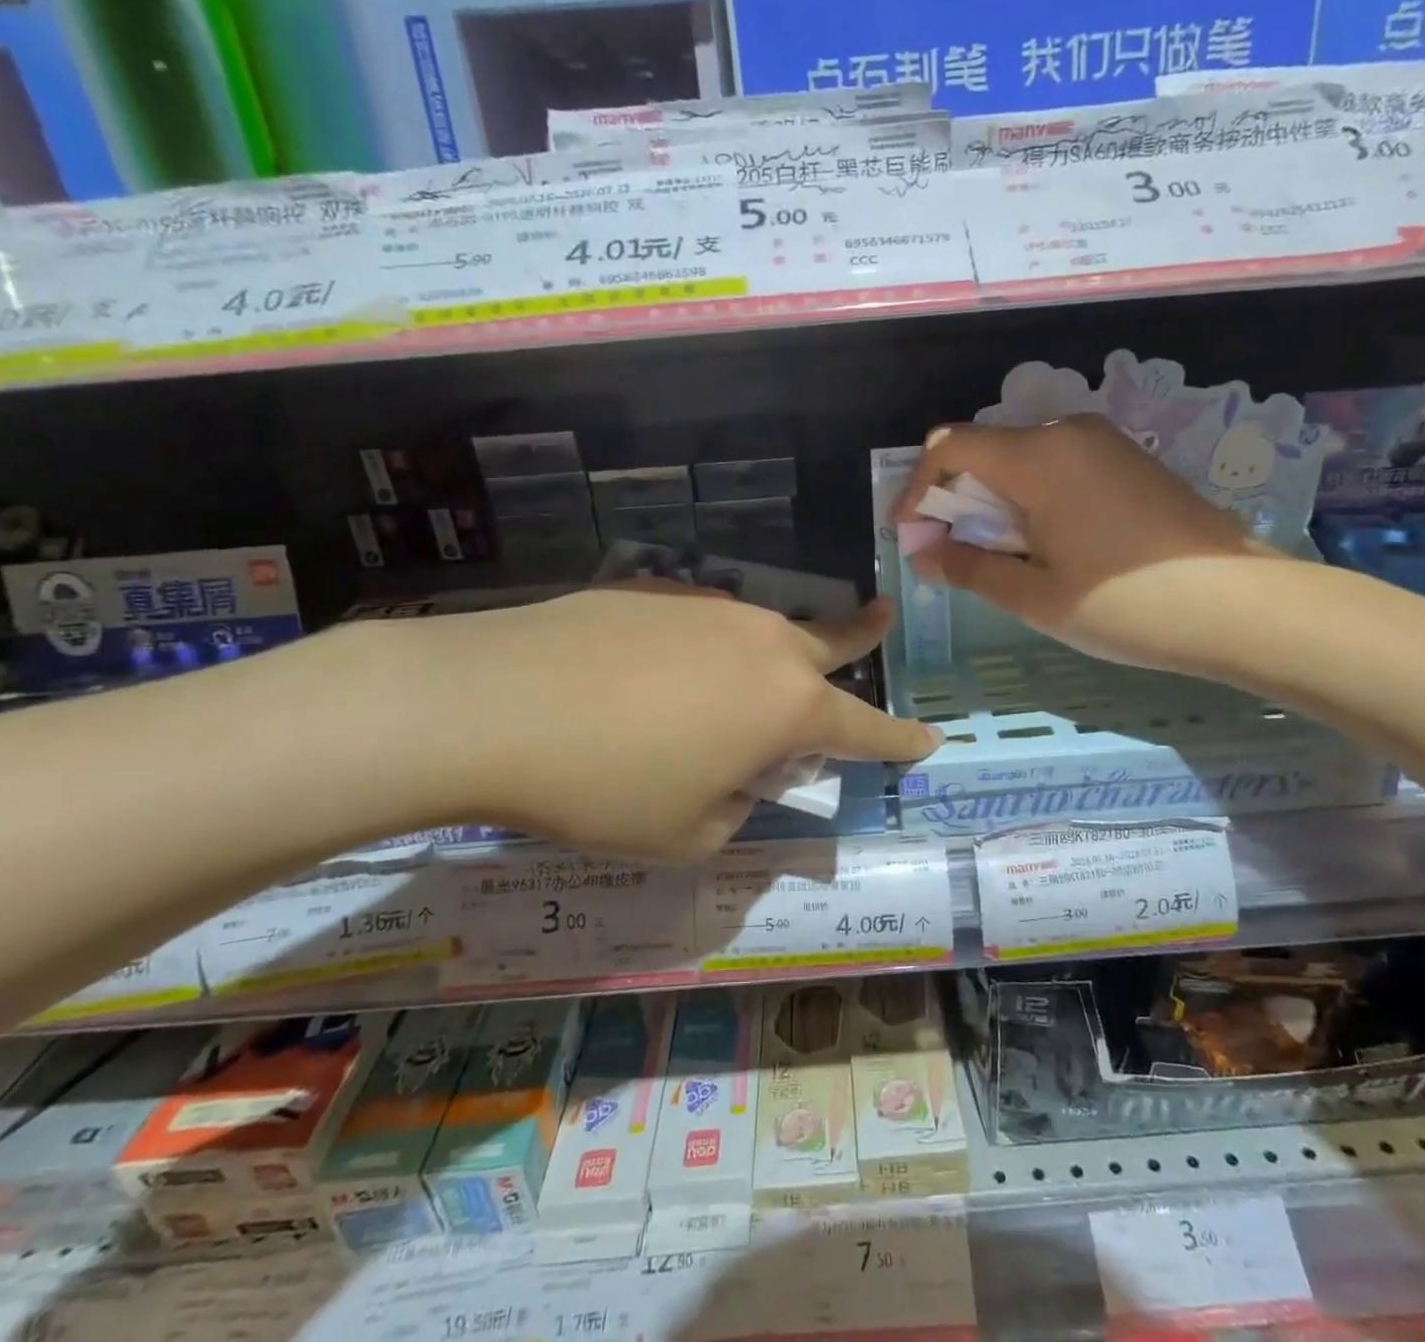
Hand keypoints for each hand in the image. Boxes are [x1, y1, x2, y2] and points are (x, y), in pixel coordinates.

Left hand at [401, 585, 937, 860]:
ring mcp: (709, 607)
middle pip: (831, 641)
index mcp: (787, 706)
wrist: (495, 702)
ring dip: (769, 655)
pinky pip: (700, 624)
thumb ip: (737, 804)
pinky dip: (700, 649)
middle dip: (862, 637)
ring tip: (734, 687)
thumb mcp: (688, 833)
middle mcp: (763, 643)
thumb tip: (739, 773)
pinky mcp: (655, 590)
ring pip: (762, 631)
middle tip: (882, 620)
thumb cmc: (606, 786)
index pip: (866, 729)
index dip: (900, 741)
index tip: (929, 738)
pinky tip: (652, 674)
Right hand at [892, 415, 1274, 671]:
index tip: (908, 536)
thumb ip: (968, 567)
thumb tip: (924, 554)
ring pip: (1020, 459)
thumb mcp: (1034, 595)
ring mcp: (1103, 442)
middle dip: (953, 499)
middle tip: (947, 554)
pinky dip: (1028, 498)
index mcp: (1039, 457)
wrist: (1239, 606)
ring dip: (991, 501)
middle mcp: (1068, 432)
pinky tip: (1041, 544)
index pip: (950, 447)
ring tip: (994, 556)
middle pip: (984, 450)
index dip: (917, 489)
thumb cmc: (1125, 606)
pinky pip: (1056, 466)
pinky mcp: (1127, 460)